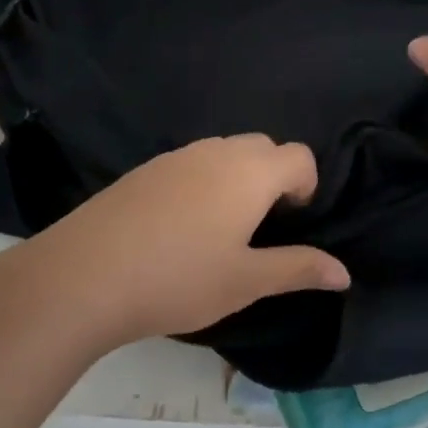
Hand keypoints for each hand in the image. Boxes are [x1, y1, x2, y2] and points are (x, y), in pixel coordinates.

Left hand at [26, 135, 349, 346]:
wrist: (84, 276)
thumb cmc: (179, 279)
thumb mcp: (246, 281)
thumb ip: (298, 269)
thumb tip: (344, 273)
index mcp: (250, 173)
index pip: (299, 156)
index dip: (306, 185)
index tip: (291, 222)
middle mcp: (216, 152)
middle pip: (263, 146)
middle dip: (275, 177)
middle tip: (261, 225)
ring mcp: (176, 157)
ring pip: (225, 151)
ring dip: (238, 177)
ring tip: (222, 227)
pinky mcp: (144, 169)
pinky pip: (191, 162)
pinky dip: (203, 181)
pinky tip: (180, 225)